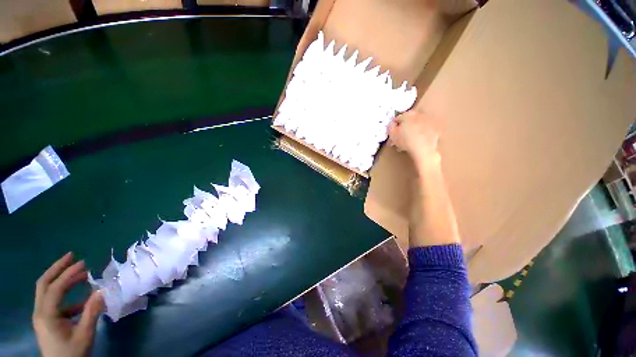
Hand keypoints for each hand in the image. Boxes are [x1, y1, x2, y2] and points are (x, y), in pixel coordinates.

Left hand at [33, 252, 103, 356]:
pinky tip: (82, 299)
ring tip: (79, 273)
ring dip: (61, 279)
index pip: (55, 288)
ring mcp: (42, 316)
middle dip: (57, 269)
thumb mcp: (84, 334)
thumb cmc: (72, 353)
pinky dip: (66, 295)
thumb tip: (102, 290)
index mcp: (46, 315)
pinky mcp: (47, 320)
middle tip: (72, 256)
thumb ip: (92, 312)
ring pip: (47, 291)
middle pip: (44, 284)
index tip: (84, 263)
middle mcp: (40, 312)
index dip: (68, 274)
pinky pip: (55, 302)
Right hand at [388, 110, 441, 169]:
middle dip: (404, 127)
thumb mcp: (392, 134)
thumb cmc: (405, 141)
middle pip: (409, 120)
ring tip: (408, 141)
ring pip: (417, 125)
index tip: (392, 132)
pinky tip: (417, 142)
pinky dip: (421, 135)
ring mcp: (429, 122)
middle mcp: (419, 115)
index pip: (398, 118)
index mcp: (408, 115)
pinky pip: (425, 131)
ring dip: (413, 131)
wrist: (423, 149)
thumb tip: (392, 123)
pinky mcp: (435, 129)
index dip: (394, 126)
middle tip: (400, 137)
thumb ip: (390, 127)